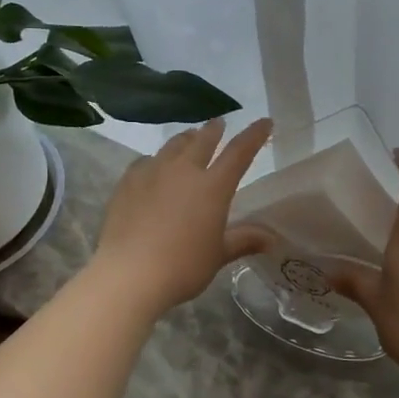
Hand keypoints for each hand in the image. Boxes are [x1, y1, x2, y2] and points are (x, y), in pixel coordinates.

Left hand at [91, 117, 275, 316]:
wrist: (129, 275)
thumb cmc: (183, 267)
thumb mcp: (218, 255)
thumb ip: (244, 240)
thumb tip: (271, 238)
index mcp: (213, 186)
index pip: (239, 152)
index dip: (254, 135)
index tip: (264, 122)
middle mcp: (184, 170)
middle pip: (203, 140)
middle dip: (214, 130)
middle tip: (219, 124)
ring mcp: (152, 173)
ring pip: (173, 145)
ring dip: (186, 139)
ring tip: (189, 138)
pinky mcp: (127, 182)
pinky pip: (145, 162)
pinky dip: (156, 160)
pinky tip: (153, 167)